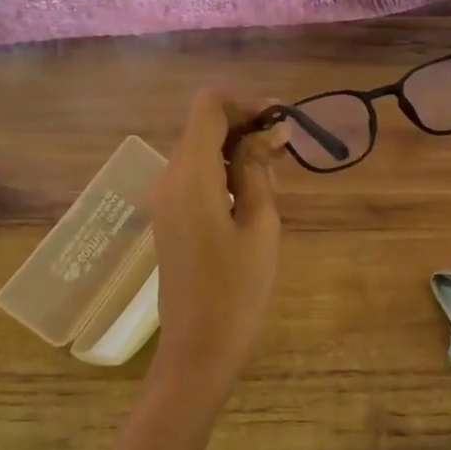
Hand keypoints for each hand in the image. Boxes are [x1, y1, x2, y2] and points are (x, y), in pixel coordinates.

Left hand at [149, 89, 283, 395]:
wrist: (199, 347)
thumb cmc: (237, 288)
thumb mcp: (260, 224)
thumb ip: (259, 169)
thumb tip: (270, 130)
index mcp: (190, 174)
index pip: (208, 105)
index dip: (245, 103)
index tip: (280, 122)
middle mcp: (169, 177)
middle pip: (203, 125)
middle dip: (244, 125)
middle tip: (285, 149)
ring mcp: (165, 198)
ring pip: (200, 150)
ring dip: (236, 149)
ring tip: (274, 174)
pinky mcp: (169, 216)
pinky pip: (195, 175)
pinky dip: (223, 170)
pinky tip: (252, 195)